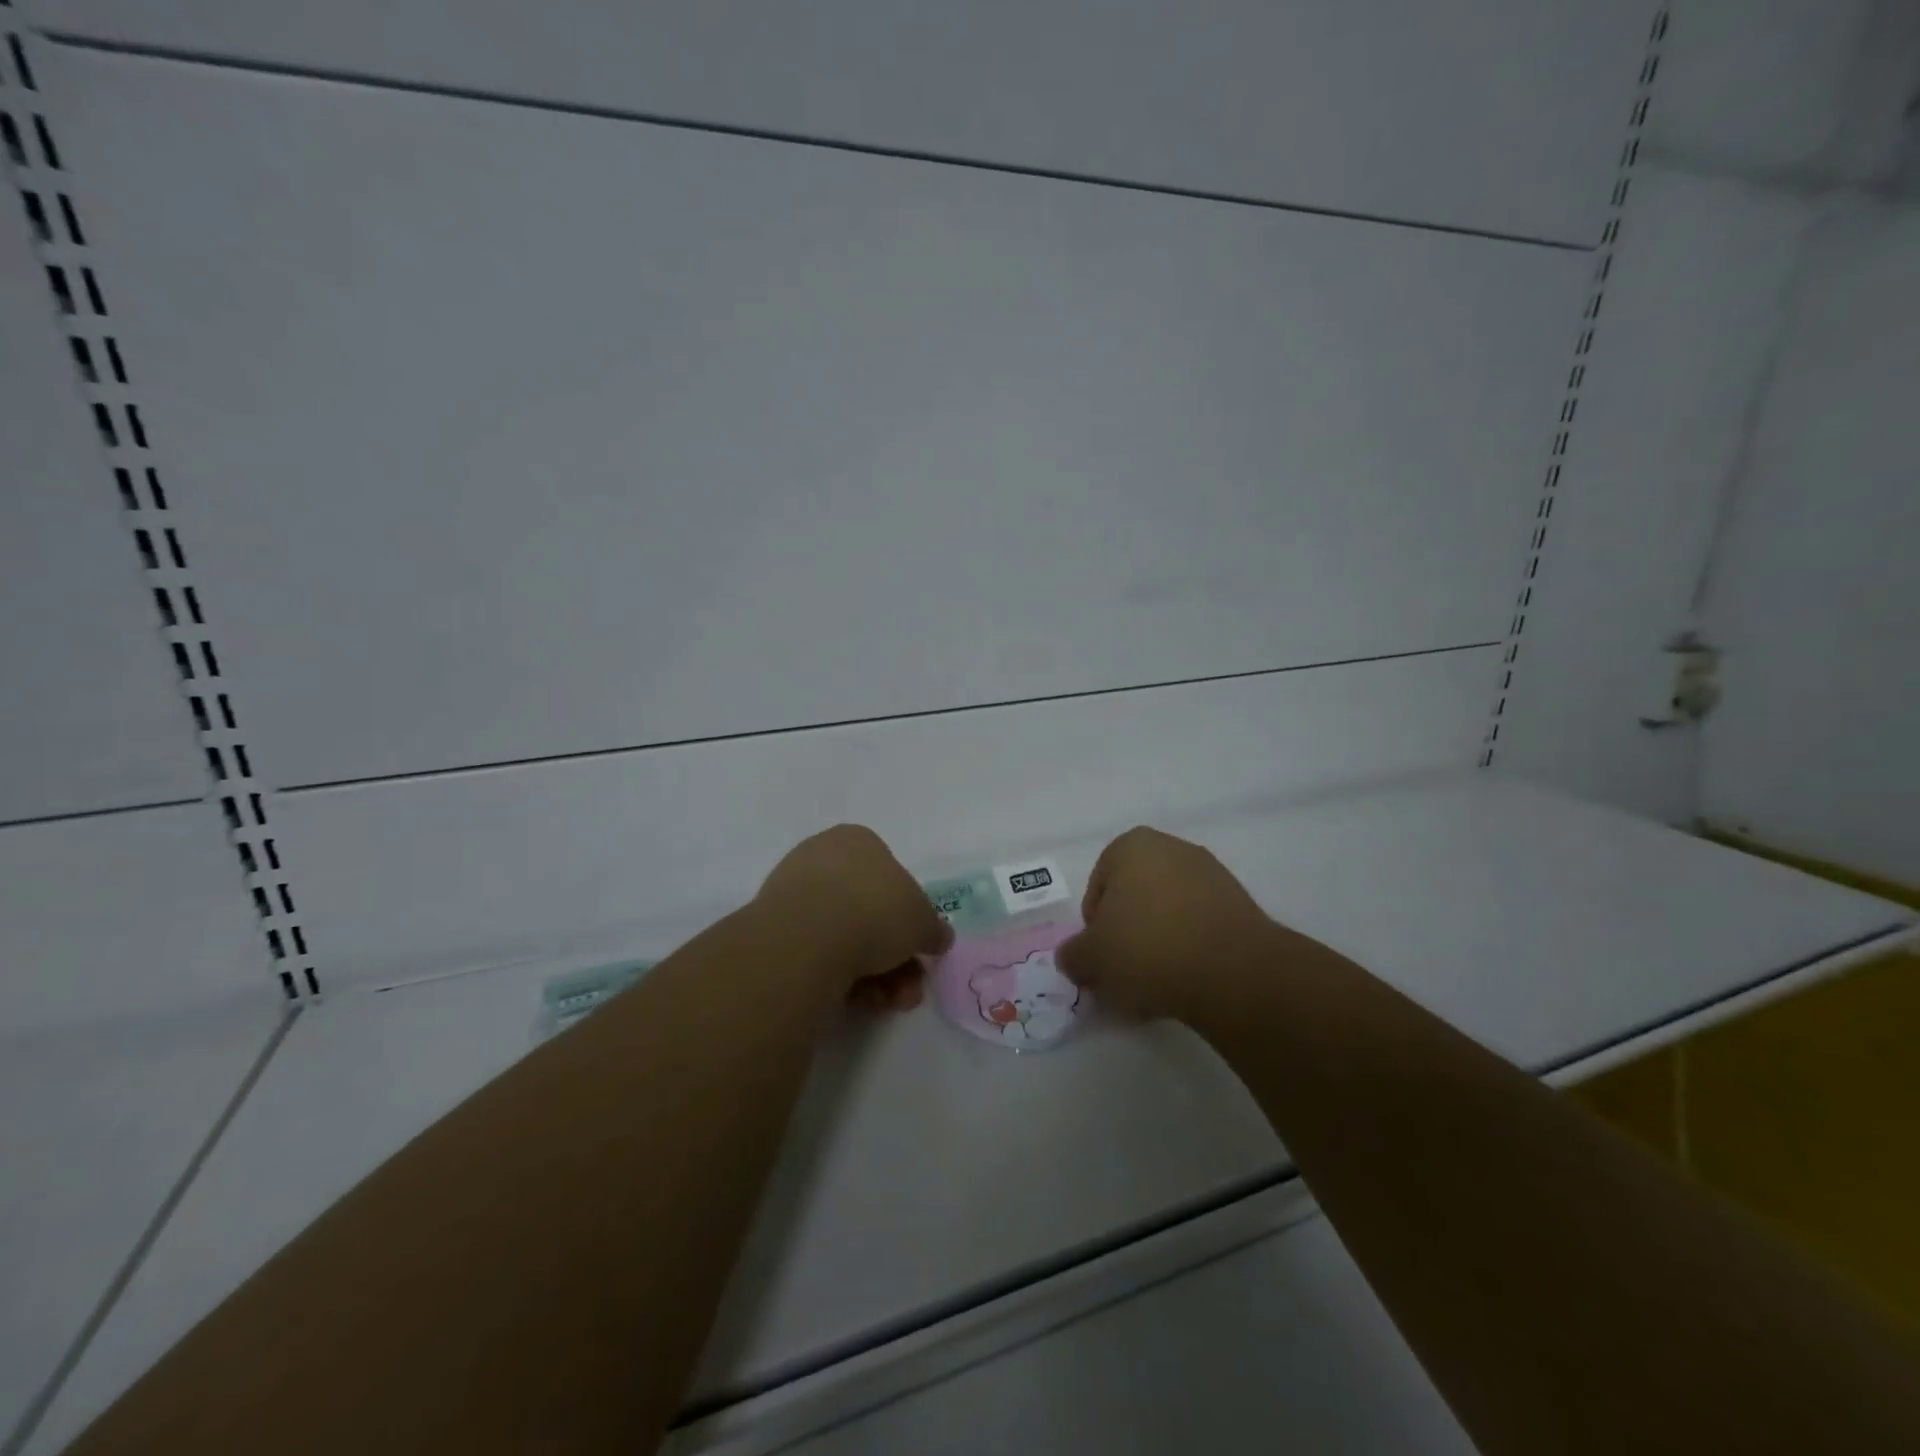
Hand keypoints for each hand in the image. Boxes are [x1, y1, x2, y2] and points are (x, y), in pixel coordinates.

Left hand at [754, 825, 952, 1009]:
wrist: (807, 940)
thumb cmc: (874, 910)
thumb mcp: (923, 920)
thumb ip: (933, 928)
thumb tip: (938, 937)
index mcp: (857, 840)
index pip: (890, 874)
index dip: (910, 914)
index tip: (921, 946)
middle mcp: (822, 860)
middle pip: (869, 912)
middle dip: (896, 956)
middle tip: (911, 987)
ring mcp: (794, 896)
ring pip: (846, 938)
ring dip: (877, 975)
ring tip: (891, 1002)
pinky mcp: (774, 933)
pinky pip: (820, 956)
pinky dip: (843, 979)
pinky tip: (858, 1000)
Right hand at [1056, 826, 1278, 1020]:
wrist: (1232, 971)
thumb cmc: (1147, 947)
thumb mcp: (1092, 957)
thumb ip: (1073, 954)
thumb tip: (1071, 958)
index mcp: (1131, 845)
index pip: (1098, 887)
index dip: (1094, 927)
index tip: (1101, 958)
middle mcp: (1172, 848)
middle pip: (1135, 899)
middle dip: (1127, 936)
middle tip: (1124, 974)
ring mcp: (1211, 875)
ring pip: (1168, 915)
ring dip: (1157, 946)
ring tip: (1155, 987)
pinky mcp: (1239, 905)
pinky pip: (1199, 928)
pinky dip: (1188, 951)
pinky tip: (1185, 984)